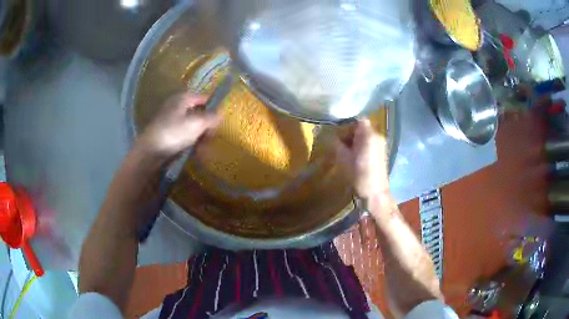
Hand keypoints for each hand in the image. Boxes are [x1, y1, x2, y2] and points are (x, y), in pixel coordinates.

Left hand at [137, 93, 219, 159]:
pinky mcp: (167, 134)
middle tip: (212, 137)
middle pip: (197, 112)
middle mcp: (176, 106)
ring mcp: (170, 120)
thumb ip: (211, 117)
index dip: (214, 107)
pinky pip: (184, 135)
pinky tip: (194, 151)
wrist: (150, 152)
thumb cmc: (174, 133)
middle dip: (206, 125)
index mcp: (183, 98)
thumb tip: (221, 114)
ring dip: (199, 136)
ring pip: (191, 125)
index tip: (221, 120)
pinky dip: (190, 141)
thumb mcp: (197, 123)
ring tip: (204, 147)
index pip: (204, 98)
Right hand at [336, 120, 389, 200]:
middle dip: (349, 132)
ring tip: (345, 151)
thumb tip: (331, 135)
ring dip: (355, 140)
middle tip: (339, 142)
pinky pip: (369, 143)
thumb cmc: (358, 175)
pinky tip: (354, 156)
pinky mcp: (382, 152)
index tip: (337, 130)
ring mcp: (381, 144)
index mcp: (369, 135)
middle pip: (362, 127)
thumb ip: (337, 143)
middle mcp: (378, 136)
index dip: (347, 123)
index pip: (359, 119)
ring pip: (365, 135)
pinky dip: (361, 145)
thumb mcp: (343, 158)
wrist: (375, 193)